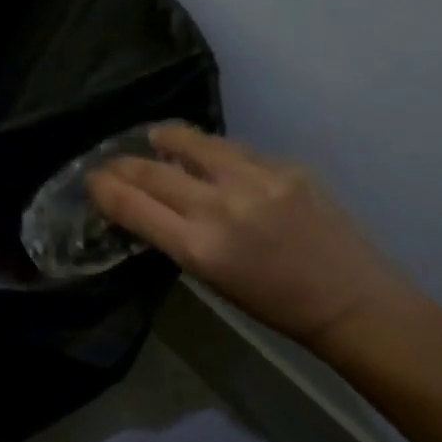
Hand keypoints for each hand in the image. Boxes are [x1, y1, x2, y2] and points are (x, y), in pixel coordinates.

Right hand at [88, 125, 422, 353]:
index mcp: (200, 248)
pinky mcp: (286, 166)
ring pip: (194, 143)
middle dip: (123, 164)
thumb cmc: (274, 304)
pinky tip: (210, 155)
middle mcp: (222, 206)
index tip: (92, 180)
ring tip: (155, 137)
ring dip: (167, 140)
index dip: (105, 188)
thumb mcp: (212, 278)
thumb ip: (178, 237)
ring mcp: (257, 180)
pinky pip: (235, 150)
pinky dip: (213, 152)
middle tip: (111, 162)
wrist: (348, 299)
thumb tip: (149, 205)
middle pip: (154, 171)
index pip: (134, 206)